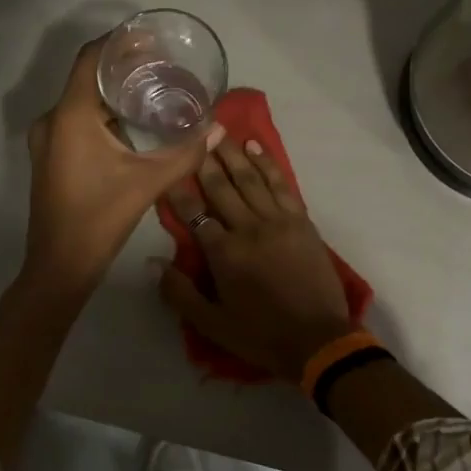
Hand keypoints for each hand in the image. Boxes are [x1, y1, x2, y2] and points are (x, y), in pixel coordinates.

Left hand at [23, 36, 221, 295]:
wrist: (60, 265)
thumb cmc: (100, 218)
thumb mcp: (148, 182)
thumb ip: (185, 153)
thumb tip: (218, 129)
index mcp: (71, 115)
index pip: (91, 58)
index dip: (119, 42)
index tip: (150, 38)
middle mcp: (53, 119)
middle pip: (87, 76)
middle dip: (122, 67)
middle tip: (161, 64)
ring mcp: (48, 139)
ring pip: (81, 100)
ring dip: (112, 92)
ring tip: (151, 89)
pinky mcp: (51, 156)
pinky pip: (76, 120)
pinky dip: (102, 113)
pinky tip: (131, 123)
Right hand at [159, 137, 355, 381]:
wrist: (318, 340)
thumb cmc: (261, 335)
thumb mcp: (212, 324)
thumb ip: (179, 293)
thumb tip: (152, 262)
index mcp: (224, 253)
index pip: (194, 214)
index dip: (176, 190)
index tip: (165, 168)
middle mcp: (248, 228)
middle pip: (221, 188)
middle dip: (204, 160)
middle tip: (192, 132)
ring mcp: (278, 221)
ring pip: (250, 179)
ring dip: (233, 154)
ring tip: (219, 131)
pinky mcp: (301, 221)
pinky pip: (281, 184)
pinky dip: (268, 164)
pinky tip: (256, 147)